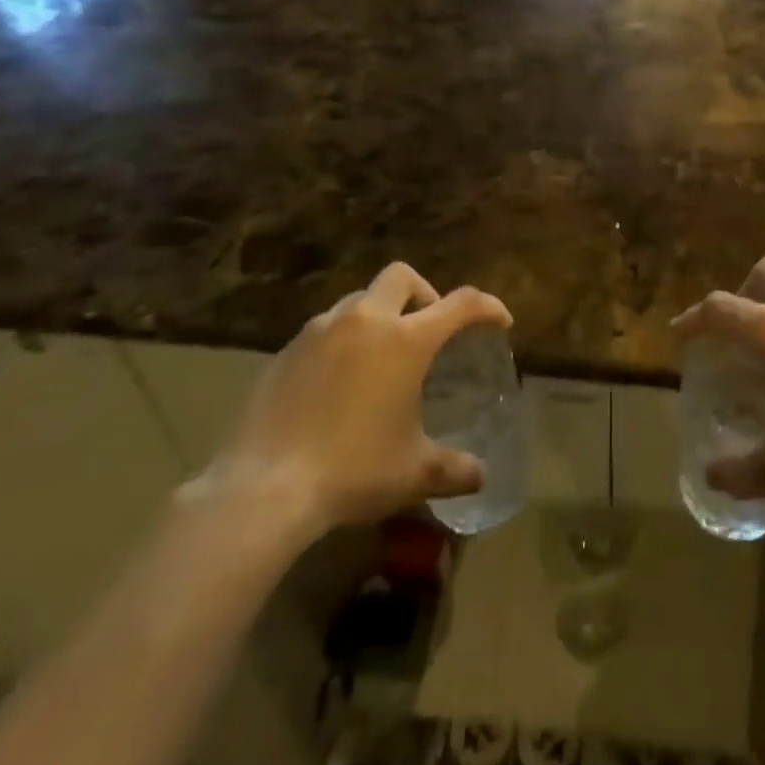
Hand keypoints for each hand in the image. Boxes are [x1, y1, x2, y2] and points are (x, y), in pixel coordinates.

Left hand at [193, 264, 512, 554]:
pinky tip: (338, 380)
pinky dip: (343, 339)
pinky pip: (325, 327)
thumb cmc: (352, 471)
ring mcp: (321, 330)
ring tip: (380, 356)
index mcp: (406, 340)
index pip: (461, 304)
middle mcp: (365, 321)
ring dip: (379, 314)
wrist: (264, 488)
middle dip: (423, 292)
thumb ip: (454, 469)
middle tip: (427, 328)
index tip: (499, 320)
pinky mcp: (286, 349)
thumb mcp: (413, 474)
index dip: (488, 307)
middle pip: (401, 276)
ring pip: (359, 298)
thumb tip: (480, 475)